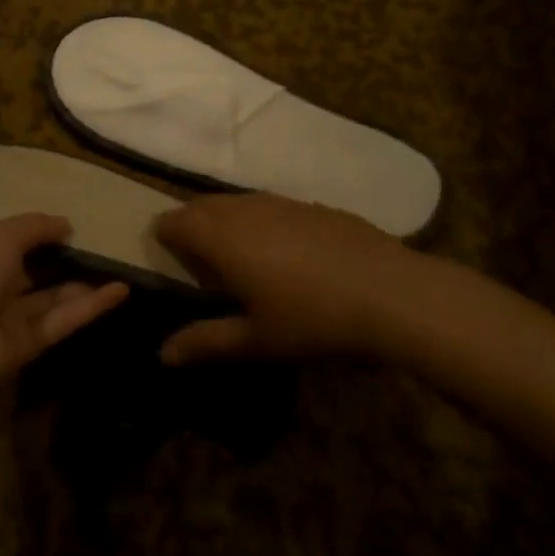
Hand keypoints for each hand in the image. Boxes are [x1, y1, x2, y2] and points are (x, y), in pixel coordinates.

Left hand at [0, 214, 127, 422]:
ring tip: (121, 265)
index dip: (37, 232)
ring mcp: (9, 317)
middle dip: (62, 259)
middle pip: (32, 270)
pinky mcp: (29, 345)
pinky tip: (120, 290)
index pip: (8, 241)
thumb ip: (34, 227)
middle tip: (102, 244)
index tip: (72, 223)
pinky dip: (90, 306)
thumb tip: (65, 223)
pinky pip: (62, 319)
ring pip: (52, 297)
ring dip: (84, 283)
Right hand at [153, 194, 431, 364]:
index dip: (164, 235)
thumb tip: (162, 354)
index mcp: (221, 238)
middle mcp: (244, 210)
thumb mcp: (256, 341)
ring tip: (236, 254)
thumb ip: (205, 342)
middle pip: (201, 205)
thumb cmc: (313, 321)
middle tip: (196, 258)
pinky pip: (270, 205)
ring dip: (224, 220)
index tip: (167, 257)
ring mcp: (282, 203)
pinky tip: (284, 252)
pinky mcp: (313, 206)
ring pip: (236, 201)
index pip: (174, 221)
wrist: (393, 294)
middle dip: (190, 223)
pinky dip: (260, 221)